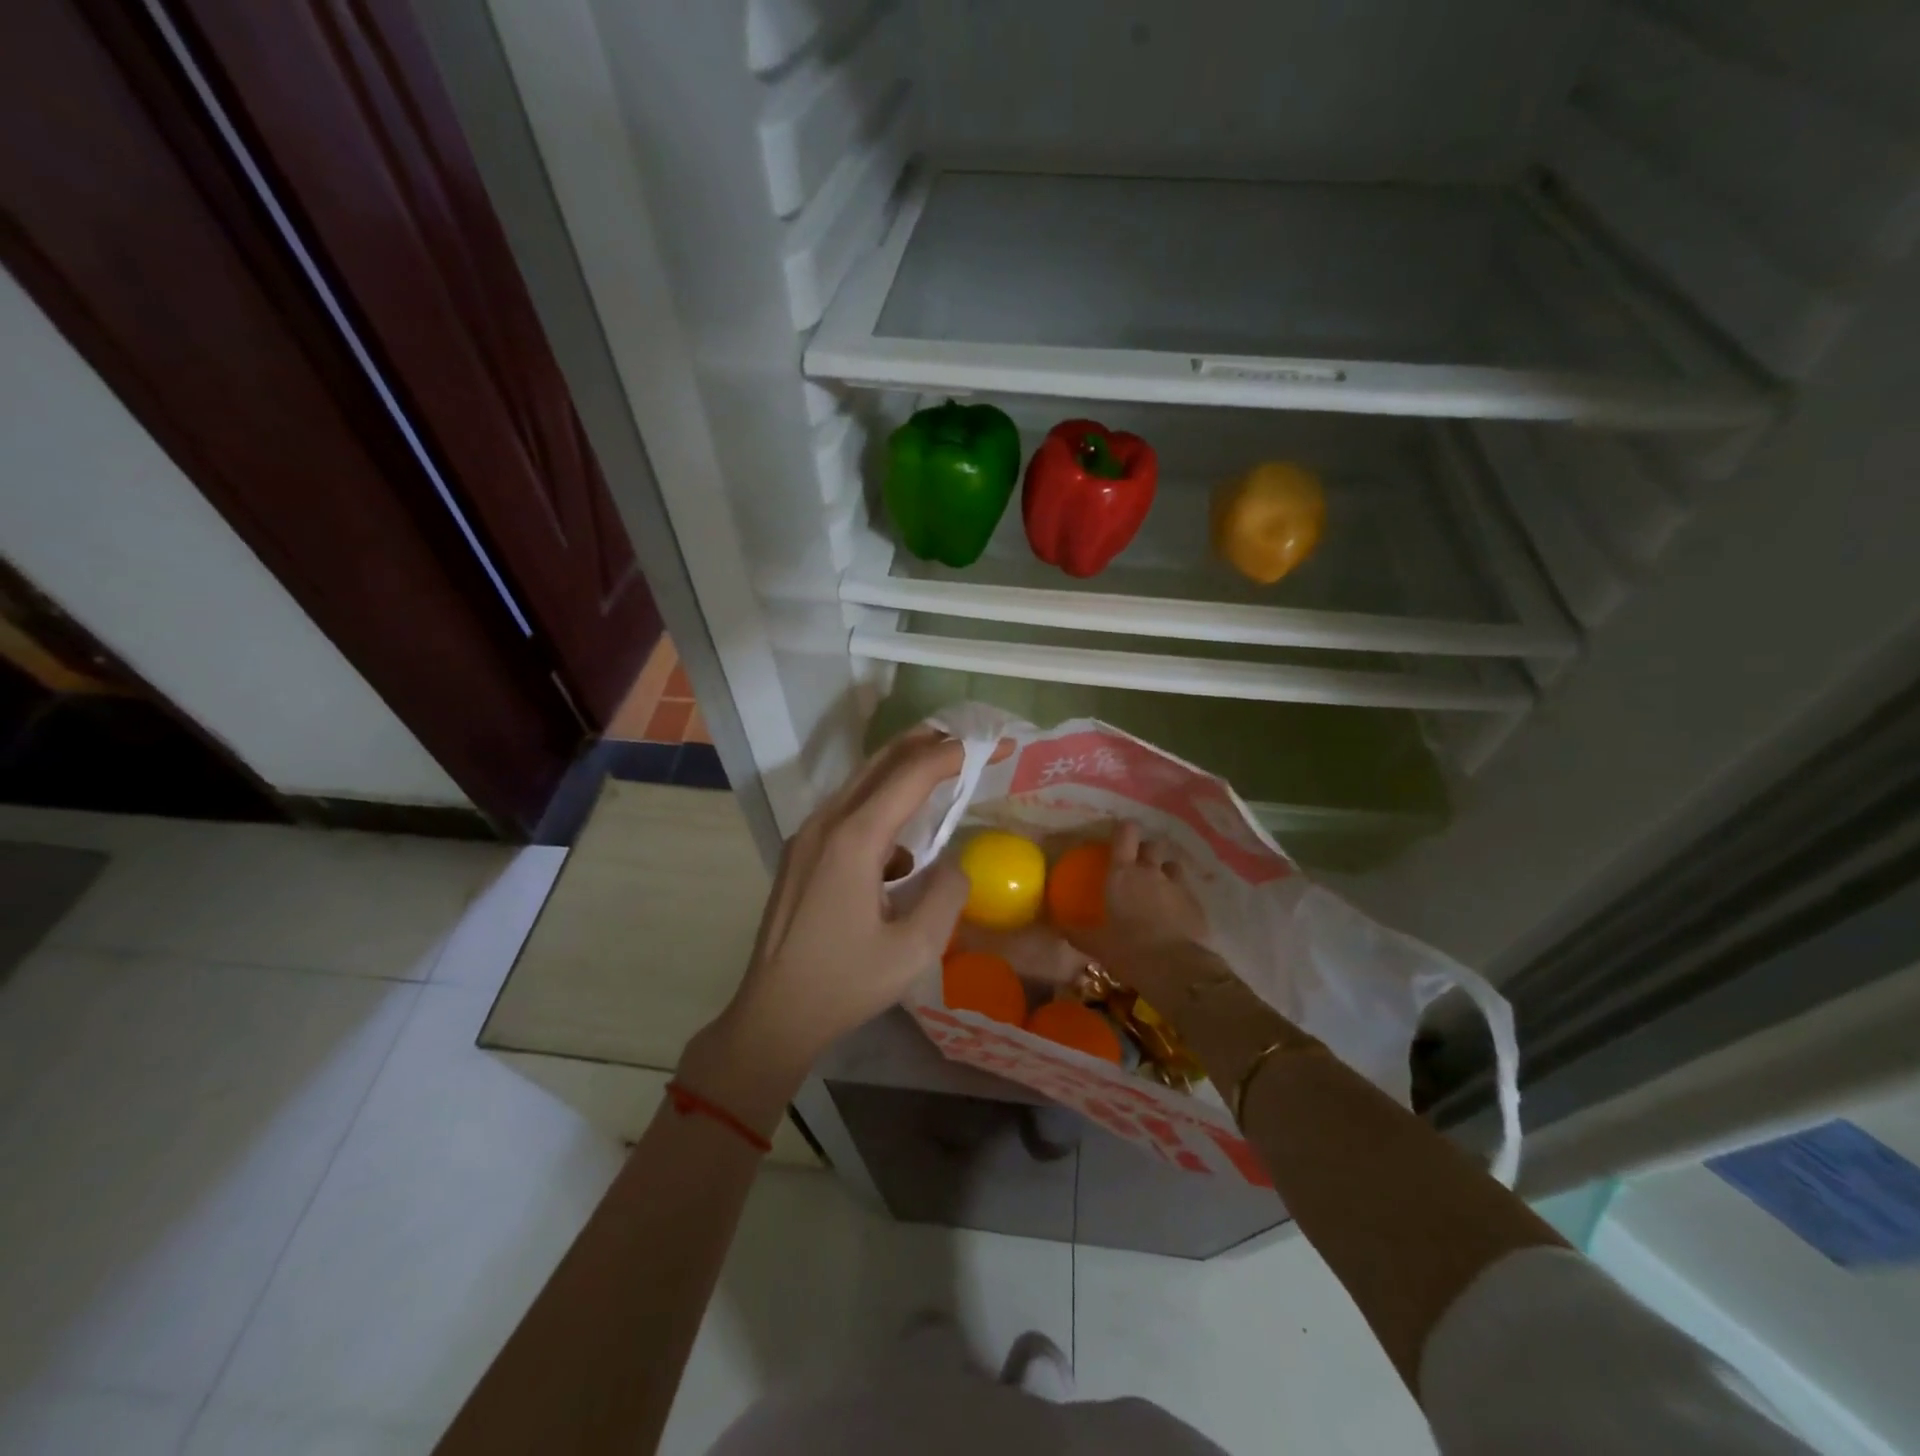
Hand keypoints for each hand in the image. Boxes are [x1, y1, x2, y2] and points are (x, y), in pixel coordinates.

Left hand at [679, 729, 969, 1130]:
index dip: (953, 754)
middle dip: (924, 744)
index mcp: (854, 840)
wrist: (774, 1014)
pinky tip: (901, 845)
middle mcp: (826, 823)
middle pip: (880, 764)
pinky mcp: (800, 852)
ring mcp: (807, 836)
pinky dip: (880, 806)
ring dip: (901, 771)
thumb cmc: (845, 984)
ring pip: (860, 784)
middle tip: (965, 738)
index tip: (991, 746)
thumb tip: (954, 863)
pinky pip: (847, 811)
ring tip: (940, 772)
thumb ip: (947, 895)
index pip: (910, 775)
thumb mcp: (914, 950)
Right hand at [1065, 822, 1206, 970]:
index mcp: (1122, 874)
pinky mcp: (1197, 904)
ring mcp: (1177, 886)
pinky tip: (1175, 913)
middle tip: (1138, 863)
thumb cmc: (1128, 950)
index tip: (1120, 833)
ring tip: (1159, 886)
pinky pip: (1187, 890)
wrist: (1176, 969)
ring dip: (1166, 870)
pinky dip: (1180, 896)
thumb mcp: (1097, 944)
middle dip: (1146, 850)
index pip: (1125, 834)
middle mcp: (1150, 872)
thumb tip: (1060, 927)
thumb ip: (1078, 933)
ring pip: (1173, 865)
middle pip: (1152, 845)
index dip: (1124, 829)